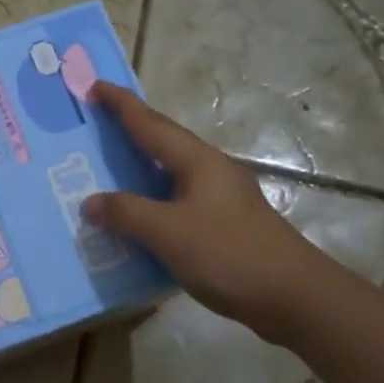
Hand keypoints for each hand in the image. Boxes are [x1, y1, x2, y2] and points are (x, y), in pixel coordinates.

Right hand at [81, 81, 317, 343]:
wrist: (293, 296)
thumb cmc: (230, 254)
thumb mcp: (170, 233)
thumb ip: (127, 214)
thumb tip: (90, 202)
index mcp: (197, 161)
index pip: (150, 123)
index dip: (121, 104)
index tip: (94, 86)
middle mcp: (210, 170)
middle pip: (164, 141)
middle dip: (131, 127)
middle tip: (96, 123)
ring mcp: (221, 197)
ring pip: (171, 173)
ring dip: (140, 167)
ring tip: (109, 168)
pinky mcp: (224, 223)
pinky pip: (177, 200)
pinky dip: (152, 200)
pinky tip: (138, 218)